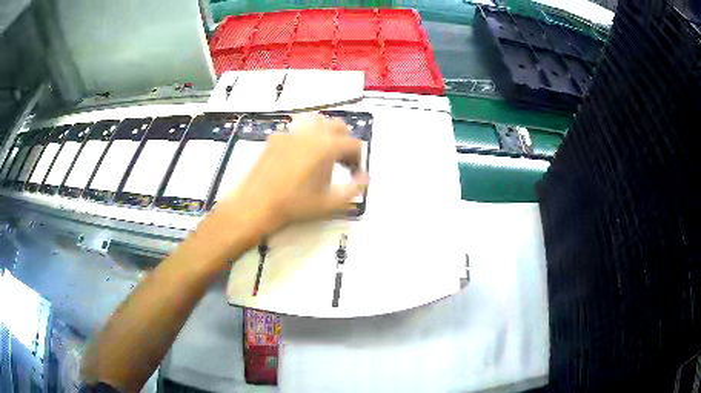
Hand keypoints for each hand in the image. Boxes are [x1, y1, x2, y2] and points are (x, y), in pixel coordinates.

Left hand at [200, 114, 368, 254]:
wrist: (256, 204)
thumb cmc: (295, 205)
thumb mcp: (330, 202)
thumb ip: (354, 189)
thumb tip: (366, 179)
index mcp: (327, 146)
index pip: (353, 144)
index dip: (358, 159)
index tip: (354, 173)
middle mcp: (311, 133)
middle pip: (338, 126)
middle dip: (344, 141)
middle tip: (341, 162)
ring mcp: (291, 132)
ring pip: (317, 122)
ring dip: (326, 135)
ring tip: (322, 155)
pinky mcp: (276, 137)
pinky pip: (297, 130)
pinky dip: (306, 137)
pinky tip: (299, 156)